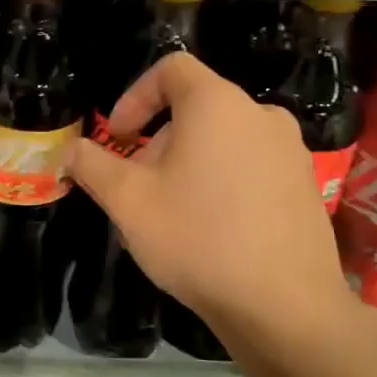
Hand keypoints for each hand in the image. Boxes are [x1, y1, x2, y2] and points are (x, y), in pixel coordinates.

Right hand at [70, 52, 352, 338]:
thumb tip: (71, 150)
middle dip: (158, 140)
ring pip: (223, 140)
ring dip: (188, 163)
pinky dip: (222, 181)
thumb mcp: (127, 200)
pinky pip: (251, 166)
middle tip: (138, 186)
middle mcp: (260, 115)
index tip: (118, 136)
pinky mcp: (305, 186)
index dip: (135, 96)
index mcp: (217, 104)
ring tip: (170, 212)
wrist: (285, 307)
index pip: (171, 69)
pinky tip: (210, 230)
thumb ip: (91, 165)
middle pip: (196, 108)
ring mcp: (290, 151)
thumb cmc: (197, 237)